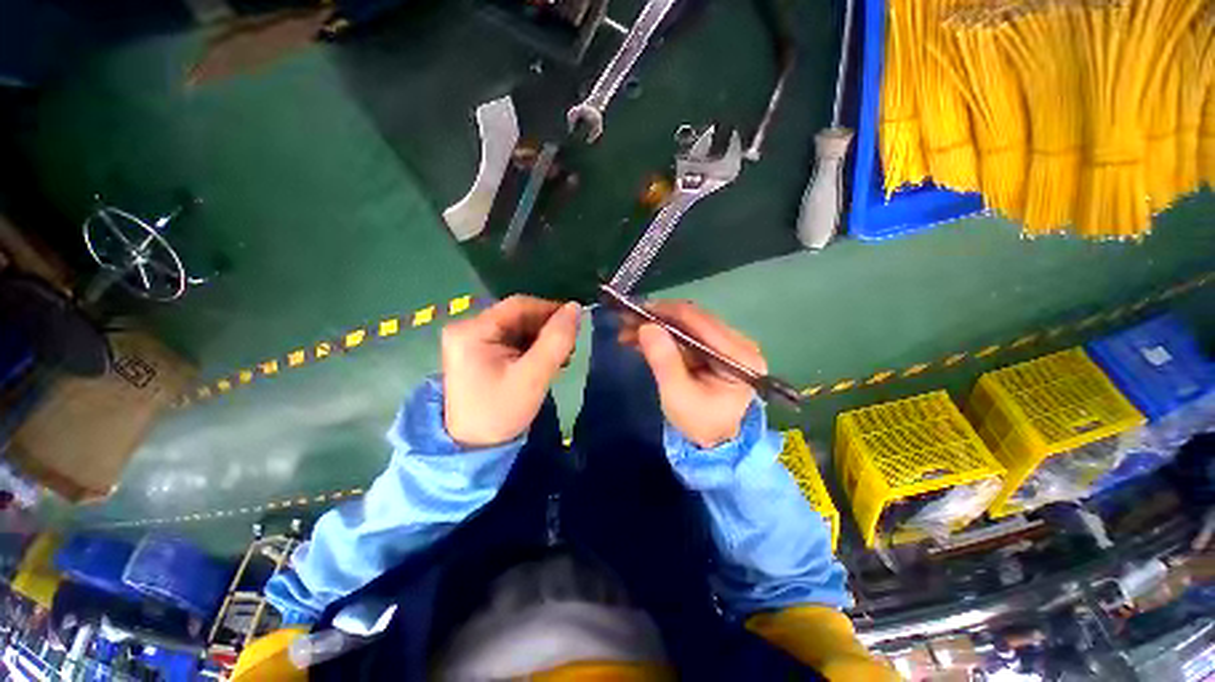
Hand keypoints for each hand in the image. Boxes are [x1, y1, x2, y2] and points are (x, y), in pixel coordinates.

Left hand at [442, 295, 579, 447]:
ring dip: (541, 339)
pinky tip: (544, 362)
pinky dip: (531, 348)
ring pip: (517, 327)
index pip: (519, 305)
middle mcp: (467, 328)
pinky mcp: (477, 351)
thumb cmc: (501, 412)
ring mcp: (470, 340)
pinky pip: (511, 339)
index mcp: (472, 331)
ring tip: (560, 359)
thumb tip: (575, 308)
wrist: (472, 447)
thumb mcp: (533, 377)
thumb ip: (556, 341)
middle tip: (569, 349)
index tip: (576, 323)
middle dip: (546, 329)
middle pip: (517, 316)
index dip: (550, 310)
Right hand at [625, 301, 765, 448]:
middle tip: (626, 321)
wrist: (716, 442)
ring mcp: (728, 344)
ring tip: (627, 332)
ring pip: (687, 325)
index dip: (666, 312)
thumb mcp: (678, 395)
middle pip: (694, 319)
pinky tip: (642, 340)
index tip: (636, 309)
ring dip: (657, 326)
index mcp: (738, 355)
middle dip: (658, 318)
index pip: (700, 321)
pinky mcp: (716, 349)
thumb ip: (664, 361)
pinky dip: (664, 336)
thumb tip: (647, 326)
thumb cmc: (700, 423)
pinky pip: (687, 335)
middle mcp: (738, 342)